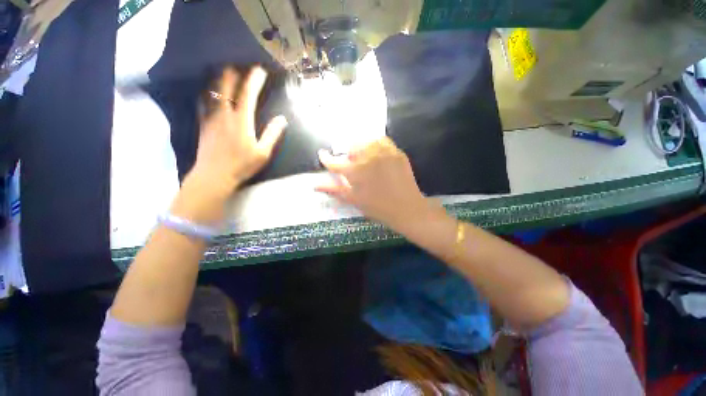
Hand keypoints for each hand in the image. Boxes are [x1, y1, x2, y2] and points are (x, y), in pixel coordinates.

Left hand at [173, 67, 286, 224]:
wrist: (214, 175)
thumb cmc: (242, 165)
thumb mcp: (263, 153)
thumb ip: (272, 134)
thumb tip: (282, 119)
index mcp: (242, 120)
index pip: (248, 93)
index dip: (254, 79)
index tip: (260, 70)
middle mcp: (225, 113)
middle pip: (226, 86)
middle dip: (233, 73)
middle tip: (239, 66)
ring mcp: (211, 117)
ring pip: (212, 90)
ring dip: (219, 79)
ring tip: (224, 72)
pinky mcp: (203, 123)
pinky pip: (203, 102)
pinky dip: (207, 92)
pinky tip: (208, 91)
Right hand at [316, 137, 436, 229]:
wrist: (406, 208)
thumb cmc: (377, 207)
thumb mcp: (354, 200)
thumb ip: (334, 190)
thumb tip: (315, 184)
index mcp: (355, 172)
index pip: (334, 162)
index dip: (326, 158)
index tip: (322, 155)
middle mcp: (367, 158)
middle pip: (350, 147)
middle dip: (347, 153)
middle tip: (351, 163)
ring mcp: (384, 153)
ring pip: (366, 141)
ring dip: (361, 147)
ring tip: (364, 158)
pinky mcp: (396, 152)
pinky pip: (382, 140)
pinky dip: (376, 144)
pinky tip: (376, 153)